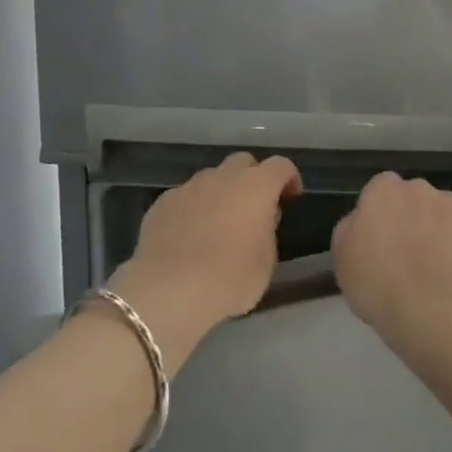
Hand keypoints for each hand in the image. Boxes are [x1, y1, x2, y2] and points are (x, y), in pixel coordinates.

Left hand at [110, 153, 301, 360]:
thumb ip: (267, 232)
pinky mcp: (161, 203)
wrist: (170, 289)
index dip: (289, 178)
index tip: (290, 198)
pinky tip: (189, 236)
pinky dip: (193, 209)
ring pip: (211, 178)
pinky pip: (185, 198)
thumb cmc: (230, 278)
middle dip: (252, 178)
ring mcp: (188, 187)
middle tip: (253, 208)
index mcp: (255, 186)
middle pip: (242, 162)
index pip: (280, 166)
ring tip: (218, 224)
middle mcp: (221, 177)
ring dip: (220, 193)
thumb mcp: (266, 262)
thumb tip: (260, 219)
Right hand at [332, 173, 451, 364]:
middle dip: (412, 215)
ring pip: (443, 204)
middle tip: (409, 252)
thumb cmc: (378, 287)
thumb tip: (362, 220)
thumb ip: (350, 229)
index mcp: (381, 192)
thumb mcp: (342, 260)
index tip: (381, 240)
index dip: (381, 214)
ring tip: (442, 260)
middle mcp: (417, 187)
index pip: (379, 189)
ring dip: (441, 223)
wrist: (433, 311)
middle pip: (413, 195)